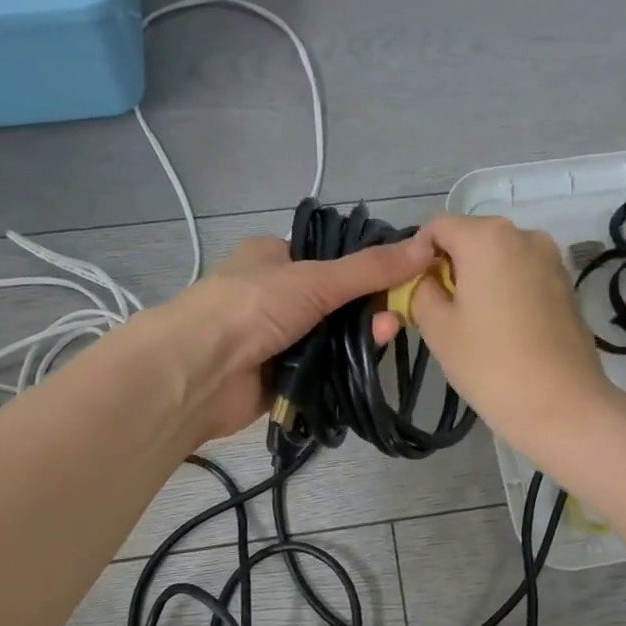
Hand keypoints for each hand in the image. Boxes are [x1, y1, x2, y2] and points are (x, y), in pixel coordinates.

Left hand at [165, 232, 433, 441]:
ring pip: (331, 337)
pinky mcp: (280, 377)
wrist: (199, 371)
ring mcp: (275, 338)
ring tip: (388, 335)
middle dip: (367, 308)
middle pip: (335, 301)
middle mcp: (273, 295)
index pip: (328, 257)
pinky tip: (370, 364)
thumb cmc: (252, 306)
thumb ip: (370, 269)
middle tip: (401, 312)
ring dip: (359, 339)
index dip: (365, 266)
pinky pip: (322, 371)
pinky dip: (344, 369)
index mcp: (271, 257)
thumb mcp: (315, 278)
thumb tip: (426, 247)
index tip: (402, 275)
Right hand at [409, 214, 618, 452]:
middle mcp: (523, 234)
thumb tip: (425, 279)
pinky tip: (503, 329)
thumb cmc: (490, 363)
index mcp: (487, 236)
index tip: (414, 292)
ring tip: (473, 324)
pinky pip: (523, 275)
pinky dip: (506, 290)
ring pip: (499, 257)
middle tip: (440, 312)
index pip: (437, 226)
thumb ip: (420, 290)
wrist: (562, 404)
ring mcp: (551, 259)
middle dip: (450, 266)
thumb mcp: (437, 326)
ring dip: (479, 279)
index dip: (417, 255)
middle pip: (471, 238)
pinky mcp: (566, 284)